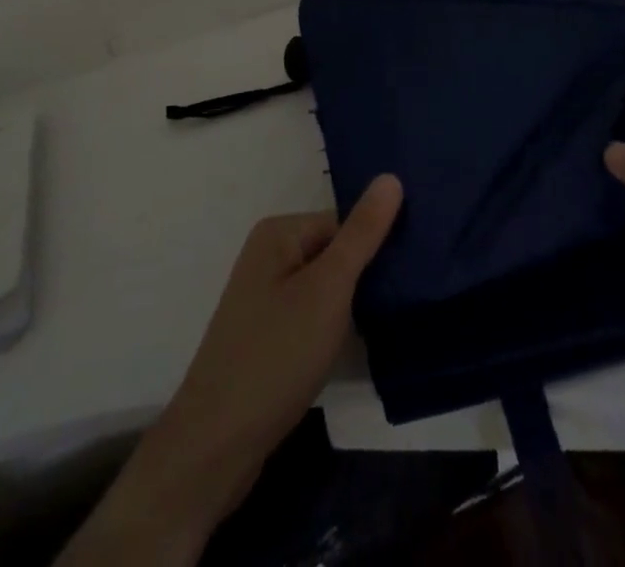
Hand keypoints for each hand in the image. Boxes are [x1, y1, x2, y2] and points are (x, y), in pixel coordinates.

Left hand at [63, 175, 403, 565]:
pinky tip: (356, 349)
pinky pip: (311, 317)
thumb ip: (362, 234)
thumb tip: (391, 176)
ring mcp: (264, 299)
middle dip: (365, 277)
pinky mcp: (266, 337)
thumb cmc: (276, 356)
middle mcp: (268, 257)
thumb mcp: (329, 289)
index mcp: (278, 233)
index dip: (377, 247)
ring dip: (352, 307)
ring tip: (389, 325)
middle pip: (335, 253)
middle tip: (405, 300)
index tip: (410, 275)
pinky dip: (334, 330)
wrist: (214, 448)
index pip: (345, 223)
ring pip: (326, 289)